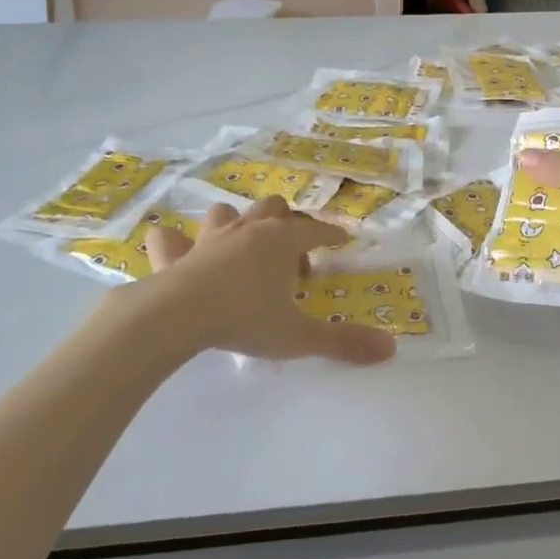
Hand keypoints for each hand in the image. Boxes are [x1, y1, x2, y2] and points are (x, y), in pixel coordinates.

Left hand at [138, 197, 396, 364]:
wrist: (179, 316)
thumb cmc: (246, 319)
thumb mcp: (299, 336)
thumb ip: (343, 342)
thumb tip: (391, 349)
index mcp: (282, 241)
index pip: (316, 230)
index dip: (331, 234)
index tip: (342, 239)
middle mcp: (249, 230)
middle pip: (274, 209)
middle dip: (286, 223)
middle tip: (291, 254)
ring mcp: (209, 238)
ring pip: (227, 213)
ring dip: (236, 223)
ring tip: (241, 245)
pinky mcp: (174, 254)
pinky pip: (169, 238)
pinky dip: (174, 242)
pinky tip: (176, 251)